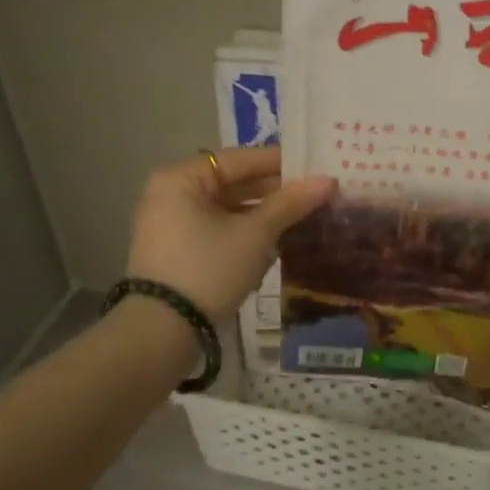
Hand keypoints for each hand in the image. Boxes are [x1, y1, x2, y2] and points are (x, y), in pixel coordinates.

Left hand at [125, 147, 334, 318]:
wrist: (161, 331)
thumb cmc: (209, 268)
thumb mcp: (255, 235)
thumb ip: (291, 204)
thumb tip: (328, 180)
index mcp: (182, 177)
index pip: (241, 159)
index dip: (282, 163)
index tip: (317, 168)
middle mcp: (171, 192)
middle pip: (234, 182)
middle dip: (275, 192)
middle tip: (316, 195)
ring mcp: (170, 222)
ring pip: (227, 208)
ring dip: (263, 214)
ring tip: (304, 218)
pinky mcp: (176, 249)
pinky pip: (217, 228)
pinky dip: (244, 232)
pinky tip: (276, 241)